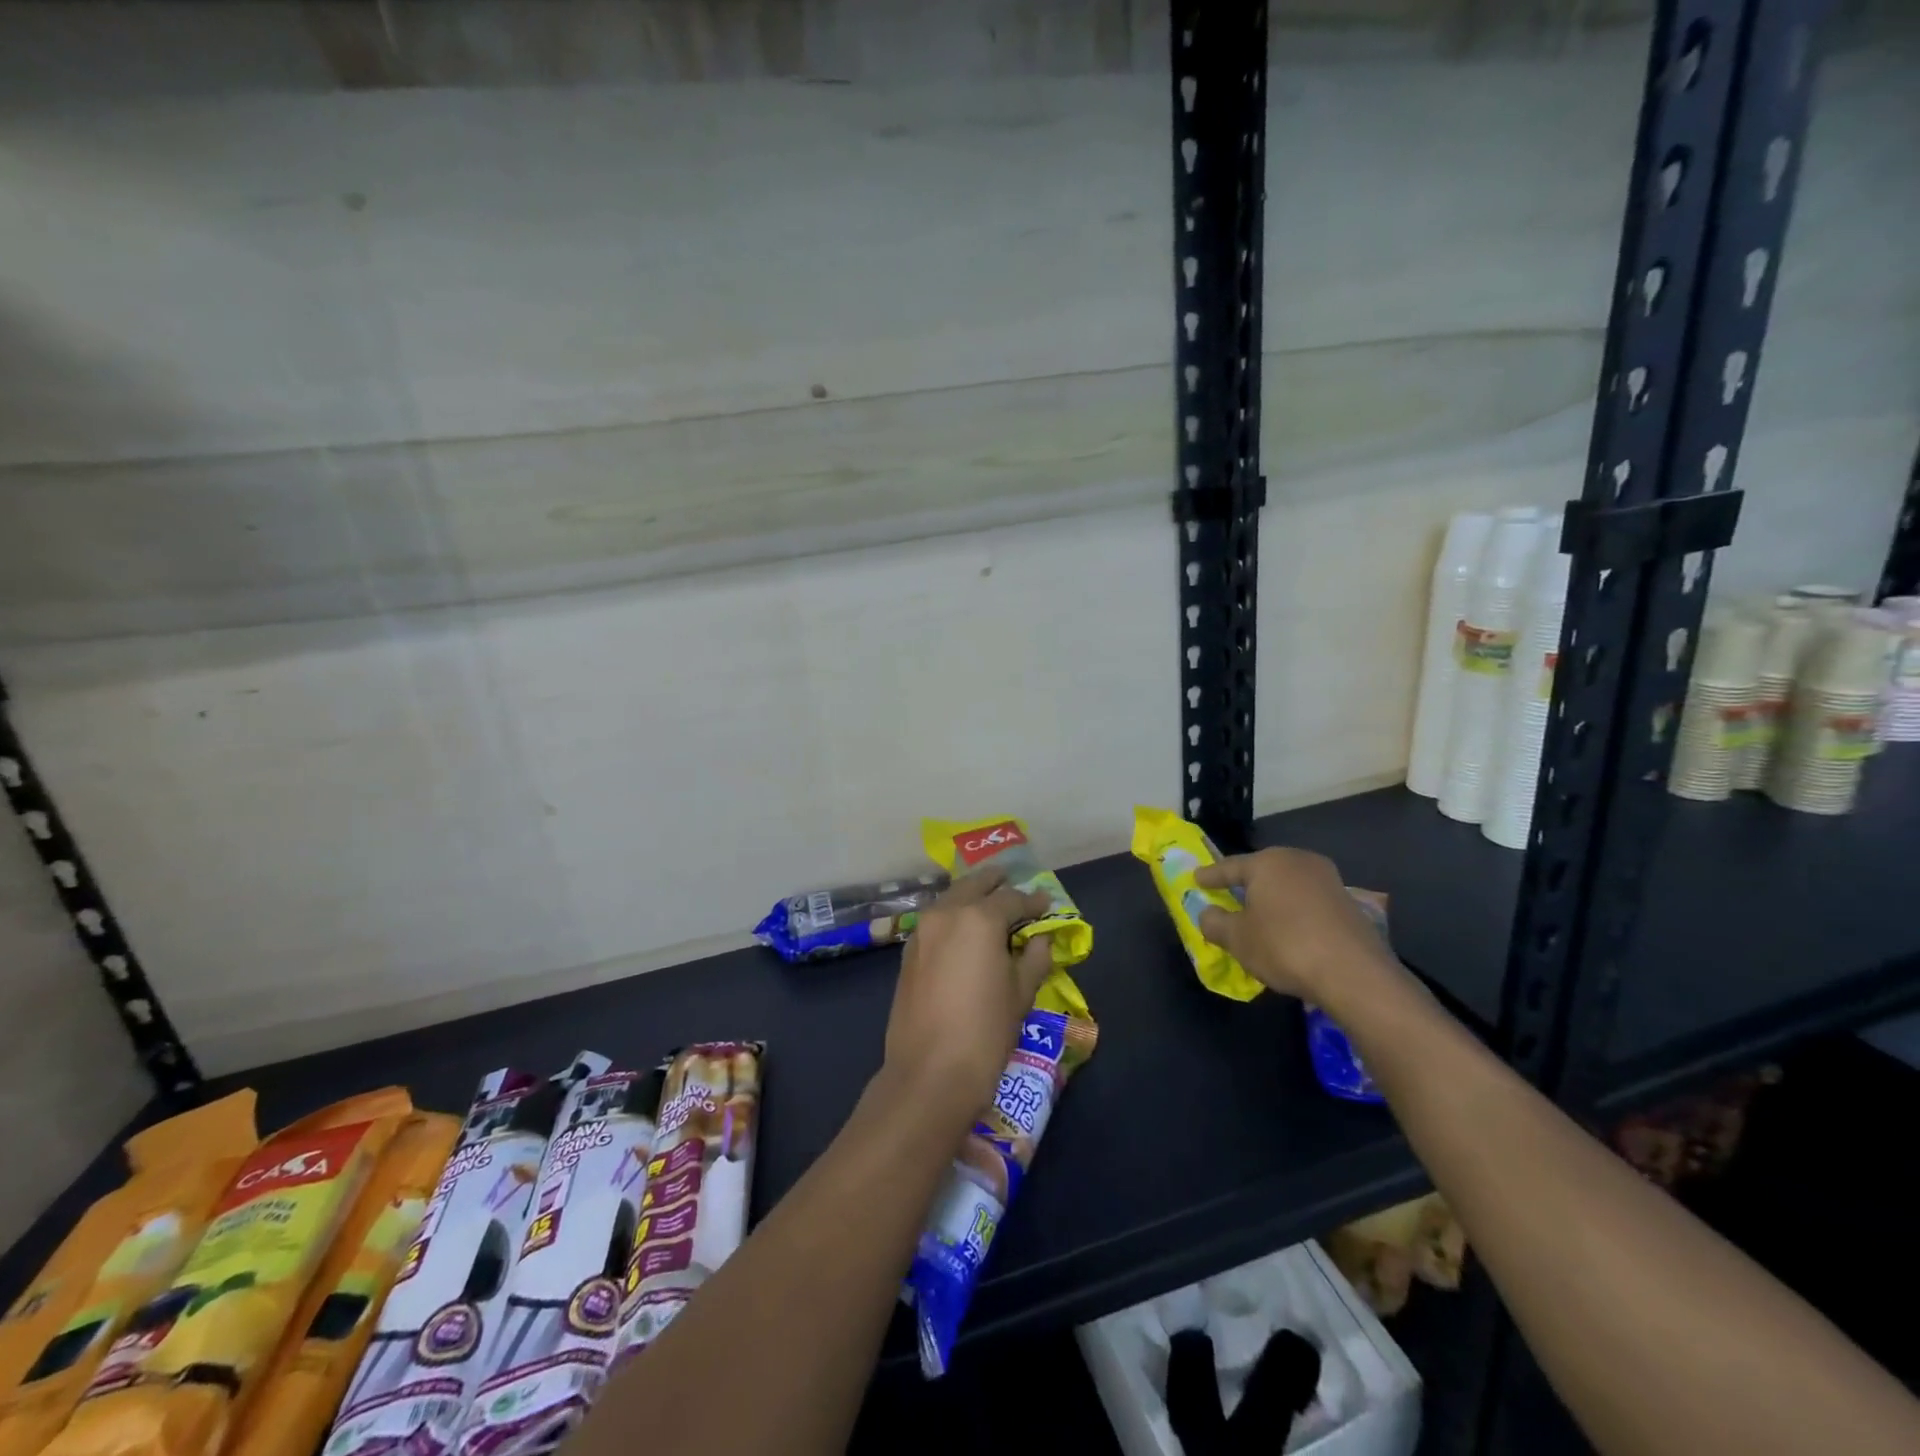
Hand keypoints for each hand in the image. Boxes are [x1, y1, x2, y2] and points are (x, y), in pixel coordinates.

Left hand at [882, 869, 1052, 1124]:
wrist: (930, 1073)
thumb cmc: (986, 1031)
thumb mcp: (1021, 993)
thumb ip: (1034, 958)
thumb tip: (1040, 939)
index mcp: (978, 918)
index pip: (1012, 898)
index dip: (1033, 901)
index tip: (1046, 903)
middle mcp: (946, 913)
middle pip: (974, 885)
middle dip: (996, 883)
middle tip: (1013, 882)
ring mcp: (922, 931)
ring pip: (951, 899)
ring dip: (971, 896)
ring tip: (990, 904)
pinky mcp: (909, 952)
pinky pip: (936, 921)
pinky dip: (953, 916)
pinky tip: (965, 931)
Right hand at [1194, 847, 1394, 1003]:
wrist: (1354, 974)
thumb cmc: (1284, 947)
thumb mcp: (1237, 939)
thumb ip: (1215, 922)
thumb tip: (1208, 913)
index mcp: (1268, 862)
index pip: (1230, 866)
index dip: (1210, 876)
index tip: (1196, 878)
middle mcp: (1299, 861)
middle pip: (1263, 871)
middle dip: (1245, 883)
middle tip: (1227, 894)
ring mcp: (1328, 880)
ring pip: (1288, 885)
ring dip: (1272, 898)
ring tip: (1259, 914)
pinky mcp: (1349, 903)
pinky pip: (1308, 901)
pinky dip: (1294, 911)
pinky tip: (1289, 929)